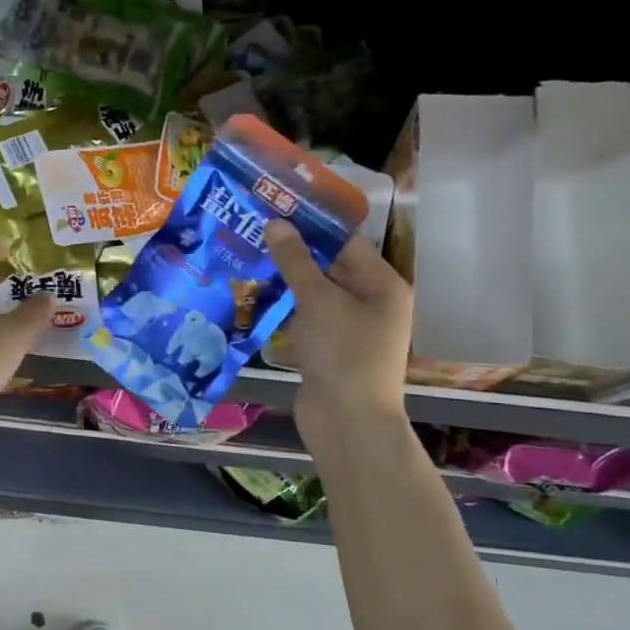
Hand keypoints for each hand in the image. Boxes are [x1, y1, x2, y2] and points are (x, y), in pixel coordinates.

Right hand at [263, 222, 412, 449]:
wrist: (348, 422)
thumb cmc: (342, 353)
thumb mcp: (318, 300)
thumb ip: (296, 260)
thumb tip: (276, 222)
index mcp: (381, 283)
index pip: (345, 241)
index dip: (311, 223)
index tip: (276, 207)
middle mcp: (371, 301)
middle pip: (329, 266)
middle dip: (293, 251)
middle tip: (253, 230)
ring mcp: (350, 328)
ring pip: (314, 293)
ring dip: (285, 280)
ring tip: (247, 257)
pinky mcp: (330, 349)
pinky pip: (307, 319)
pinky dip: (285, 309)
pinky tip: (255, 297)